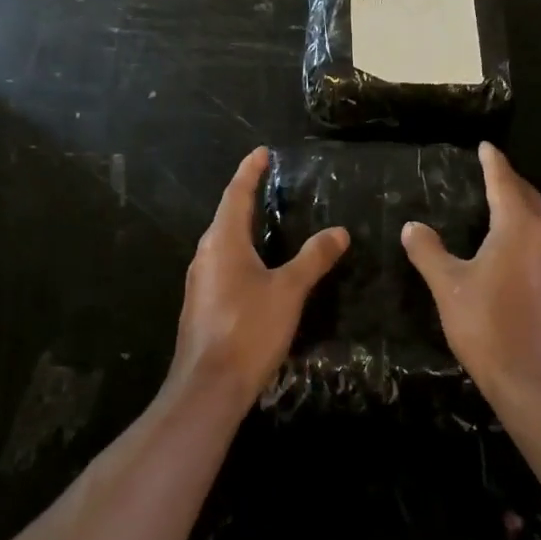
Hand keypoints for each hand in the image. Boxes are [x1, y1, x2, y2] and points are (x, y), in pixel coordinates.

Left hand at [170, 147, 348, 409]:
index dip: (250, 171)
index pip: (237, 193)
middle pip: (227, 214)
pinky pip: (224, 263)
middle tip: (271, 182)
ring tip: (269, 218)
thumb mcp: (289, 291)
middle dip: (247, 195)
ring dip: (244, 225)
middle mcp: (207, 253)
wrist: (208, 387)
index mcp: (224, 240)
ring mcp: (202, 280)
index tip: (262, 152)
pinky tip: (259, 265)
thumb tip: (338, 231)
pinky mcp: (203, 303)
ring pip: (224, 241)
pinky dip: (242, 251)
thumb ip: (313, 258)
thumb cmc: (248, 329)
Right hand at [402, 143, 540, 406]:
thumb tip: (412, 226)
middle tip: (493, 169)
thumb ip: (428, 252)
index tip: (485, 146)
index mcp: (517, 228)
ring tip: (503, 199)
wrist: (537, 383)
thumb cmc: (488, 327)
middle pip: (529, 196)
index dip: (493, 163)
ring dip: (522, 203)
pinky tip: (517, 243)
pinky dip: (529, 227)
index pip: (504, 183)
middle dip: (510, 180)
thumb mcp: (448, 287)